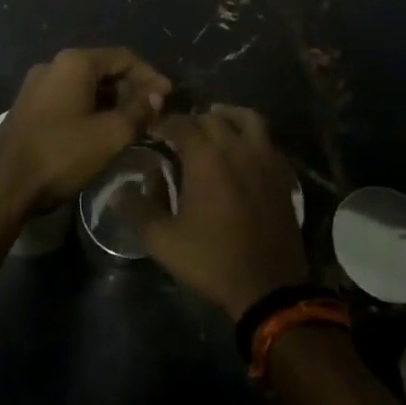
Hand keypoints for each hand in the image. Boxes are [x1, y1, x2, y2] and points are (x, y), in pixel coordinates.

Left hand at [0, 47, 170, 216]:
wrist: (4, 186)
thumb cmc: (61, 154)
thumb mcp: (110, 135)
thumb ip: (139, 110)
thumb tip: (158, 94)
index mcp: (74, 62)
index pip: (123, 57)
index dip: (150, 76)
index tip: (168, 98)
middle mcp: (54, 64)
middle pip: (104, 69)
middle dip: (131, 89)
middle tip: (153, 114)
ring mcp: (37, 85)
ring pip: (86, 85)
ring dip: (112, 101)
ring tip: (132, 124)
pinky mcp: (29, 106)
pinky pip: (69, 98)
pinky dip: (91, 109)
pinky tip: (103, 130)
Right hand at [145, 106, 309, 319]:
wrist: (268, 287)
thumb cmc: (212, 260)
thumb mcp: (163, 240)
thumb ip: (140, 209)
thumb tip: (123, 189)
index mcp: (206, 157)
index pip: (181, 123)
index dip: (164, 124)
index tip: (152, 133)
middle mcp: (236, 147)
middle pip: (212, 118)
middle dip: (192, 121)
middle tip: (179, 135)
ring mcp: (264, 158)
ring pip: (247, 118)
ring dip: (227, 116)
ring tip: (214, 126)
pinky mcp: (282, 174)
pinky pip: (266, 141)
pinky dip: (251, 137)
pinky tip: (242, 152)